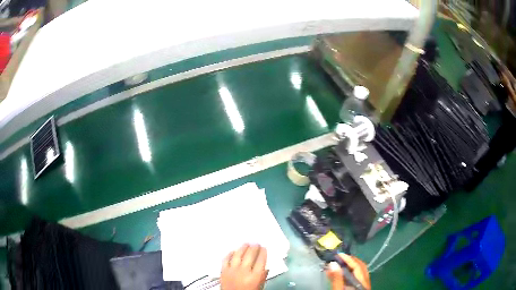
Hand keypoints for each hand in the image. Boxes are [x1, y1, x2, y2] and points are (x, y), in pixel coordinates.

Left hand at [220, 244, 267, 289]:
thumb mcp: (260, 286)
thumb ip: (262, 275)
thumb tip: (265, 265)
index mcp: (255, 276)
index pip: (261, 260)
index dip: (263, 252)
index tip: (264, 247)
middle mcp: (244, 271)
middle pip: (250, 255)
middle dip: (254, 247)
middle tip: (256, 243)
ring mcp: (232, 270)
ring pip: (238, 254)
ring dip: (242, 247)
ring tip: (246, 243)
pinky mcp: (223, 270)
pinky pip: (226, 258)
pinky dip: (230, 253)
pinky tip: (233, 250)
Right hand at [326, 254, 370, 289]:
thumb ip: (336, 279)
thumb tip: (332, 263)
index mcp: (362, 282)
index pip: (357, 266)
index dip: (348, 259)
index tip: (338, 254)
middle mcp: (366, 281)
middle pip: (361, 267)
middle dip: (351, 260)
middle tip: (339, 258)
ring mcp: (364, 285)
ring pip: (361, 271)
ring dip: (351, 266)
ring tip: (340, 264)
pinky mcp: (361, 288)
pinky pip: (358, 277)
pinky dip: (351, 272)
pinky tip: (343, 274)